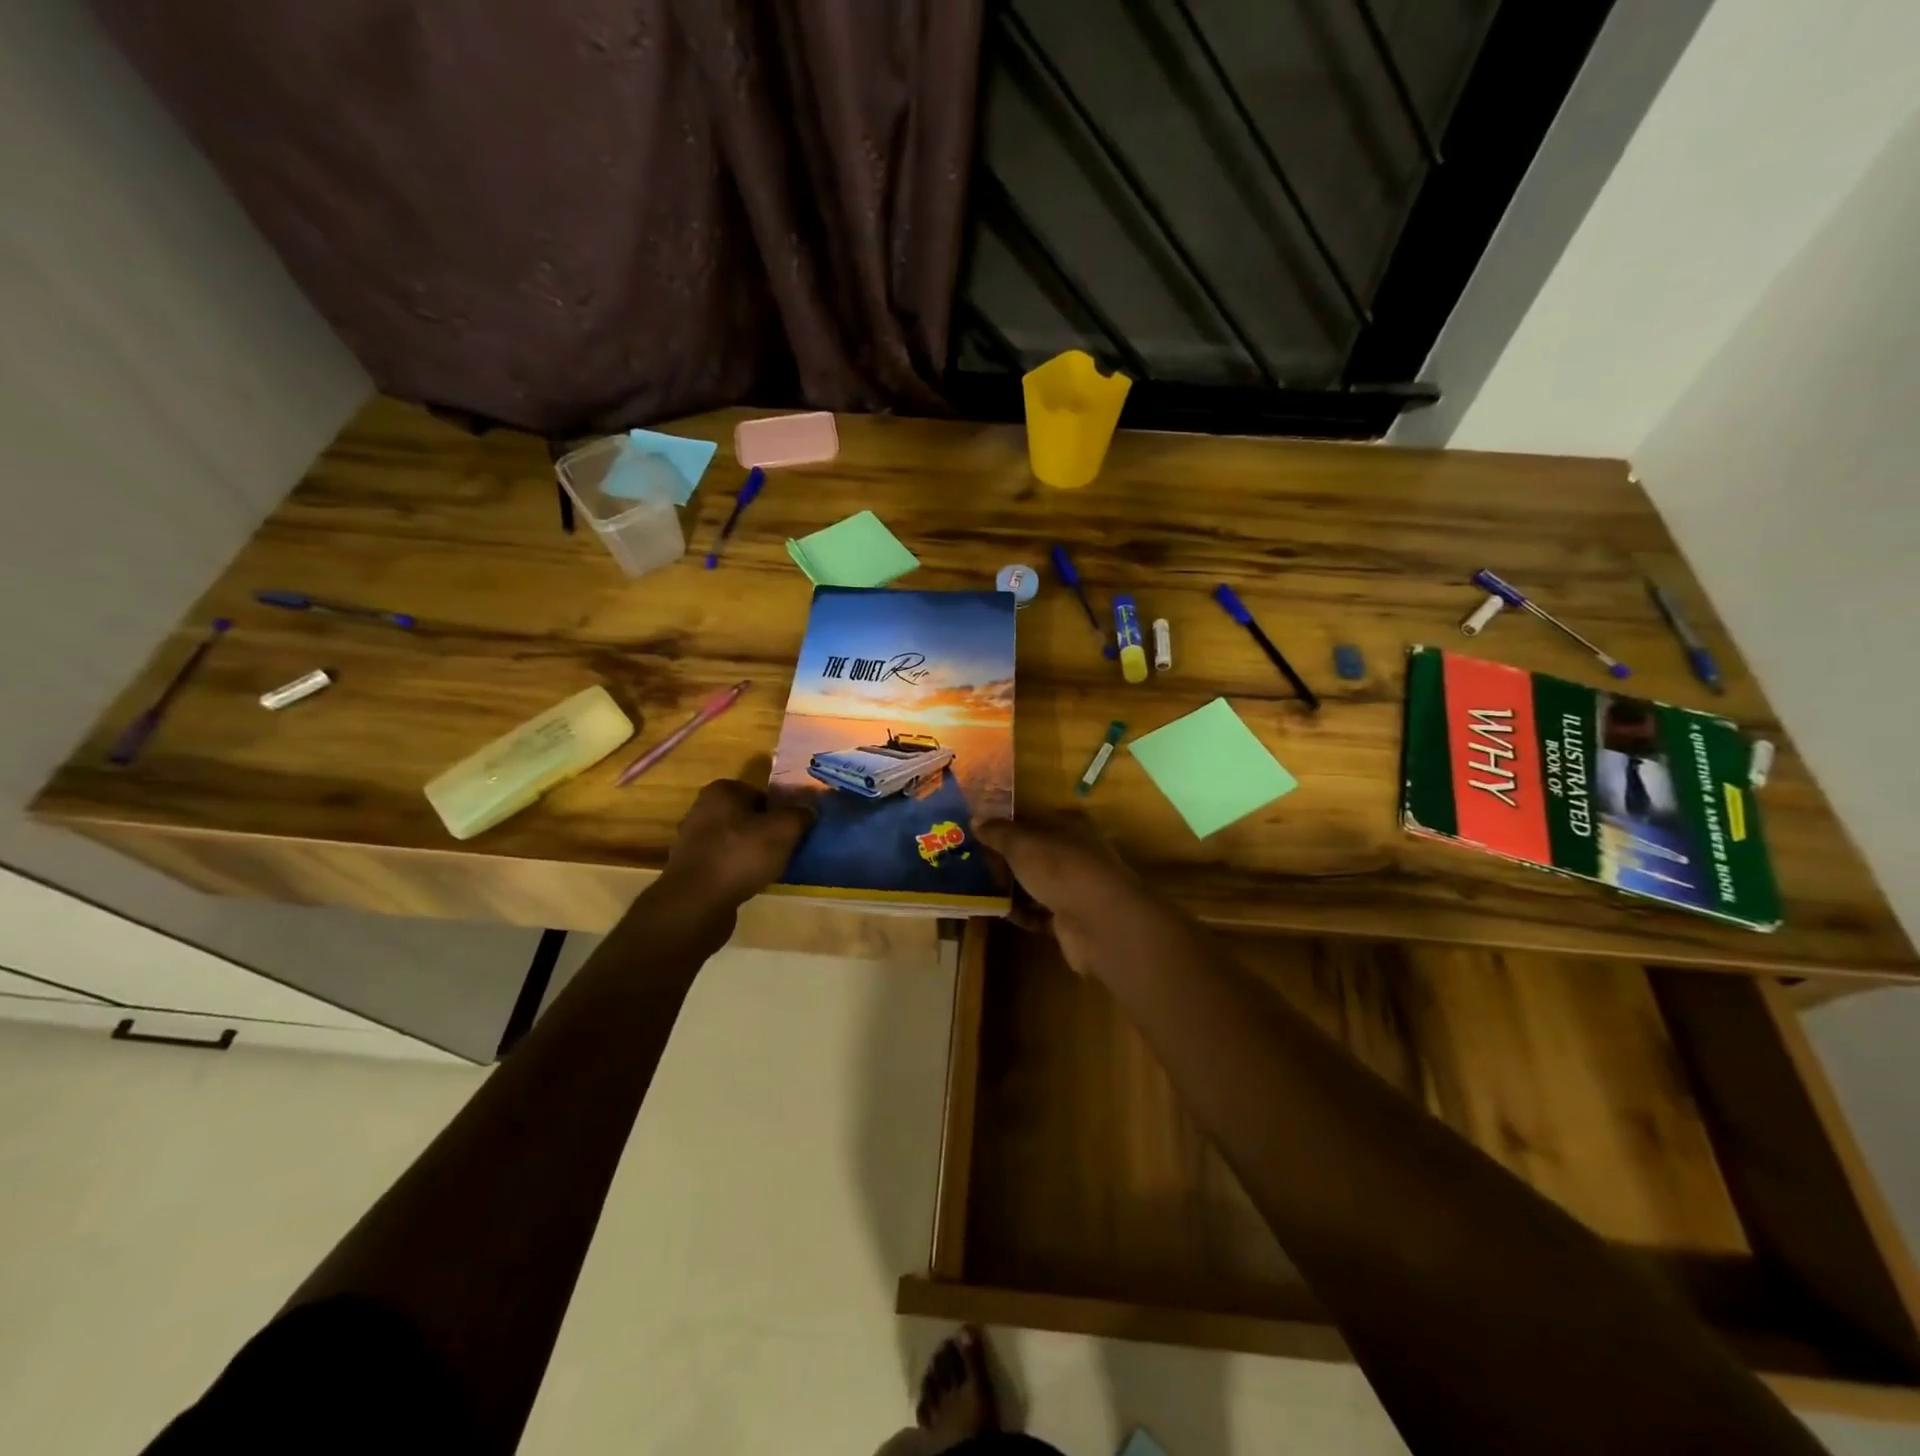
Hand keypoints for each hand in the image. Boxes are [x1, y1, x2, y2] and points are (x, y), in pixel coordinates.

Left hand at [658, 779, 812, 911]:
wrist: (696, 904)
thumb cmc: (740, 856)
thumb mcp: (784, 830)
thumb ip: (801, 814)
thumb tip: (808, 810)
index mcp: (722, 791)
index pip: (763, 794)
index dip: (782, 811)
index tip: (795, 830)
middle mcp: (702, 809)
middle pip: (749, 817)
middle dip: (768, 831)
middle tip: (787, 849)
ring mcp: (693, 840)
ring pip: (737, 841)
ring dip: (754, 852)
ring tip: (772, 869)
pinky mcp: (691, 868)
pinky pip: (725, 862)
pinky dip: (739, 870)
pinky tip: (751, 883)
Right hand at [976, 816, 1176, 976]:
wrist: (1098, 921)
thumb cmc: (1060, 867)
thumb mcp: (1022, 843)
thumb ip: (998, 832)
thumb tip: (975, 821)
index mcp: (1069, 825)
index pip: (1033, 819)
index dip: (1006, 825)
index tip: (977, 833)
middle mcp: (1075, 852)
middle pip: (1033, 852)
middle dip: (1005, 859)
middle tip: (972, 863)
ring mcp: (1074, 887)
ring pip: (1035, 883)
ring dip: (1011, 887)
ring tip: (977, 888)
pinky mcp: (1070, 918)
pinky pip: (1038, 912)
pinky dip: (1021, 913)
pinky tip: (997, 912)